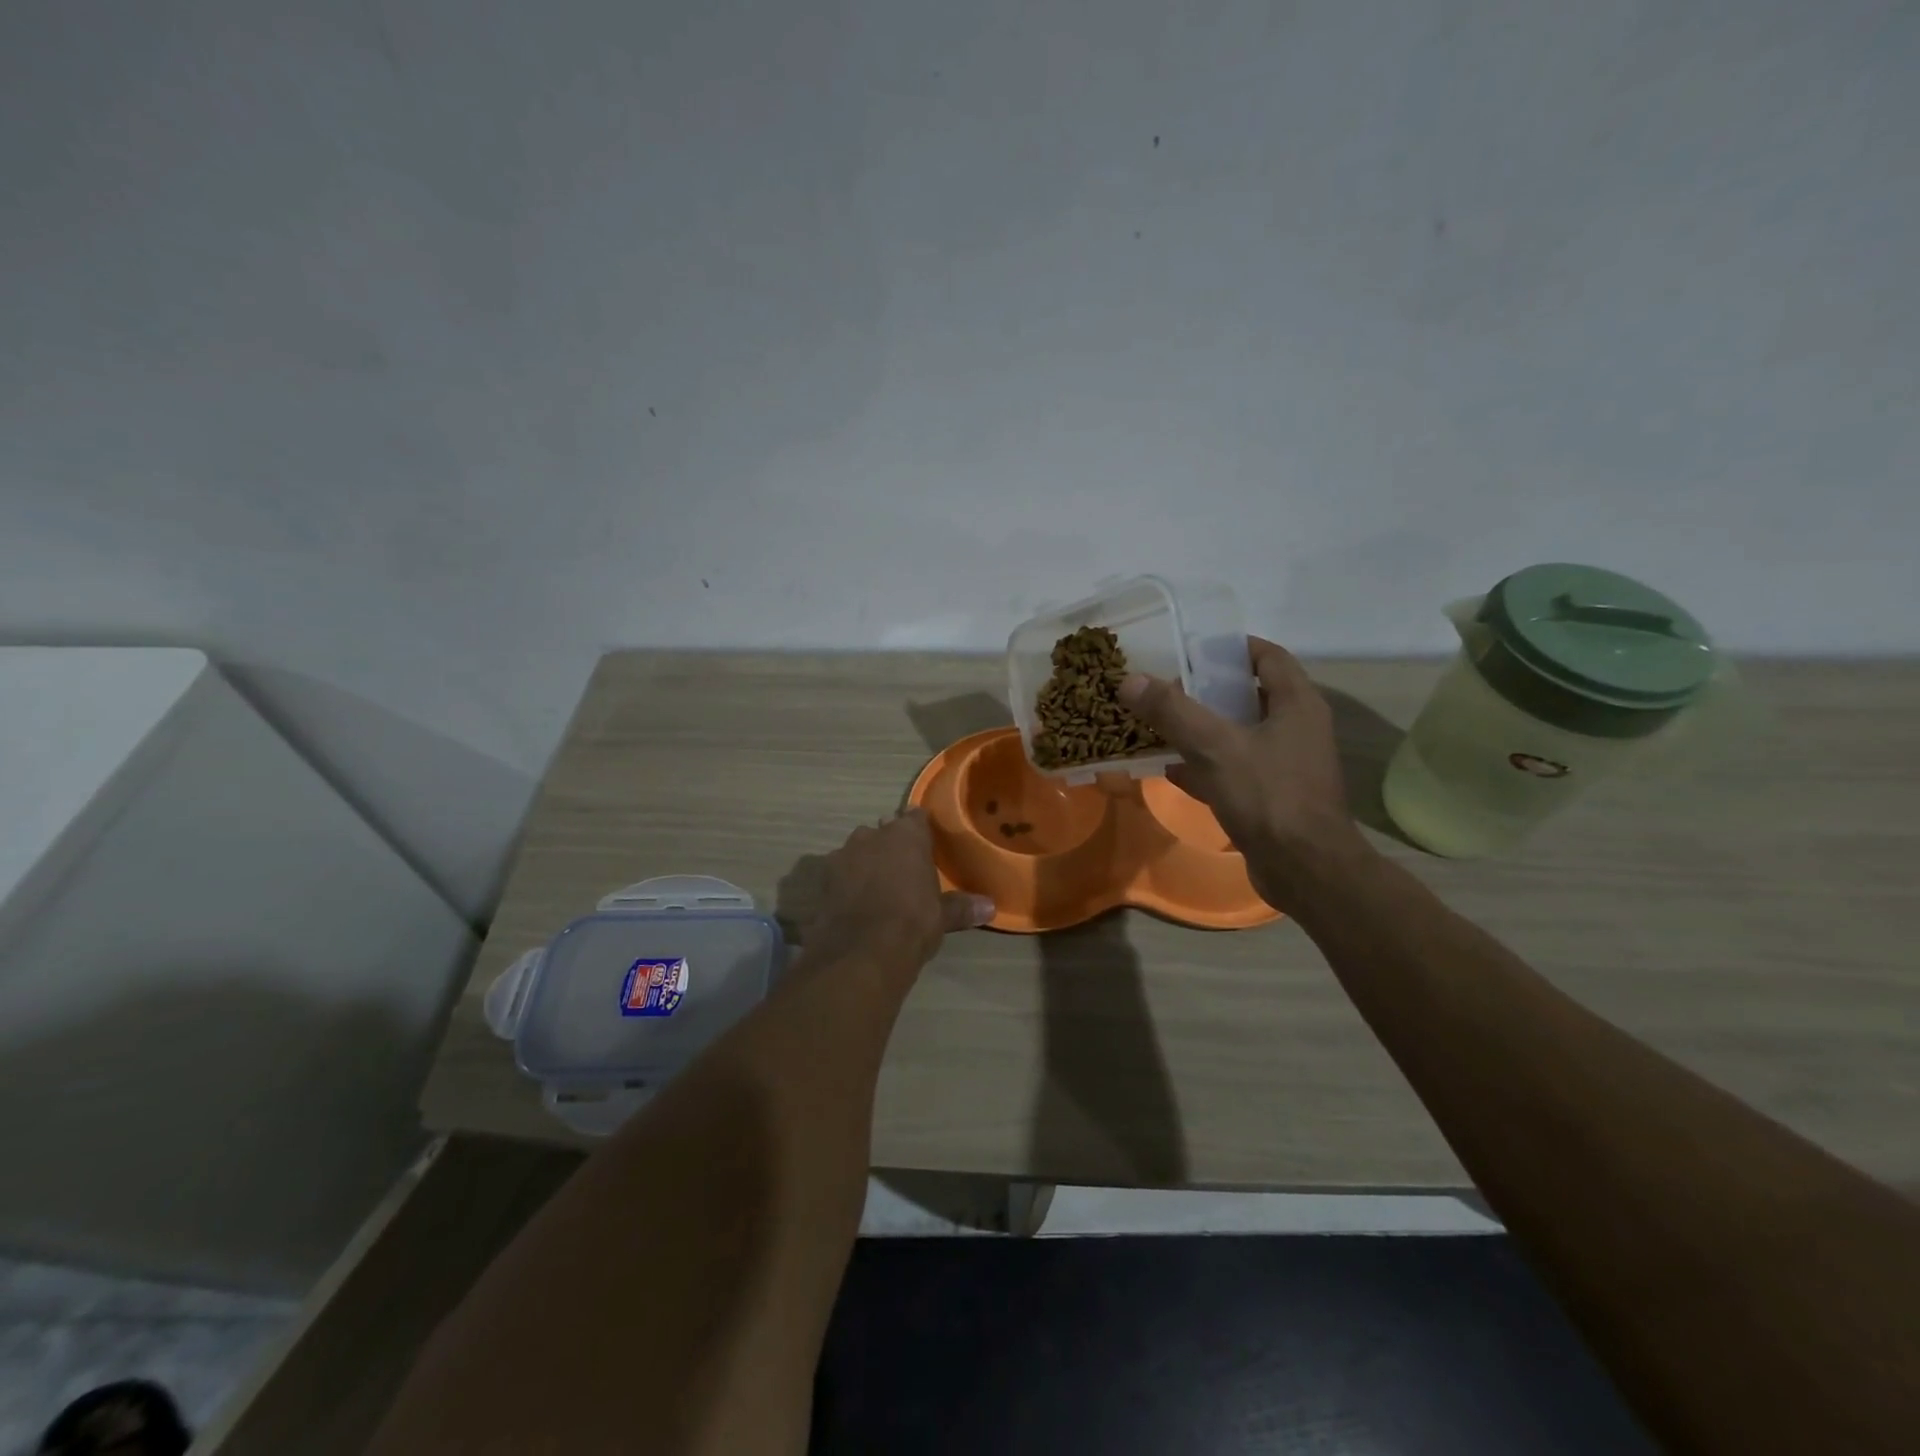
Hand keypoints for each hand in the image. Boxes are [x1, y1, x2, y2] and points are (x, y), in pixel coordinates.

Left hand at [801, 810, 994, 972]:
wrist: (862, 952)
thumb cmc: (912, 922)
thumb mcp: (942, 916)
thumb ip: (962, 907)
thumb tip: (991, 907)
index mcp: (906, 835)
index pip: (916, 817)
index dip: (920, 830)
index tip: (925, 844)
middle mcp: (872, 835)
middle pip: (883, 832)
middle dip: (889, 846)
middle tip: (901, 869)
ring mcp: (842, 855)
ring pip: (857, 850)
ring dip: (864, 863)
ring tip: (875, 887)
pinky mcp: (821, 879)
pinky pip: (837, 874)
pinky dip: (844, 884)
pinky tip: (851, 903)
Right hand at [1120, 637, 1372, 911]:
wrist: (1305, 870)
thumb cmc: (1268, 796)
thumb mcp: (1215, 746)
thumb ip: (1172, 711)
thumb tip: (1129, 679)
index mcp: (1296, 703)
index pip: (1267, 656)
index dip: (1230, 647)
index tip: (1190, 647)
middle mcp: (1296, 728)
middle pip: (1249, 694)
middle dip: (1207, 688)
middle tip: (1164, 684)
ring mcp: (1286, 764)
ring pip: (1238, 733)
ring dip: (1202, 727)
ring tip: (1159, 720)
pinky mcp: (1272, 796)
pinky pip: (1233, 768)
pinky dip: (1204, 764)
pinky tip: (1169, 767)